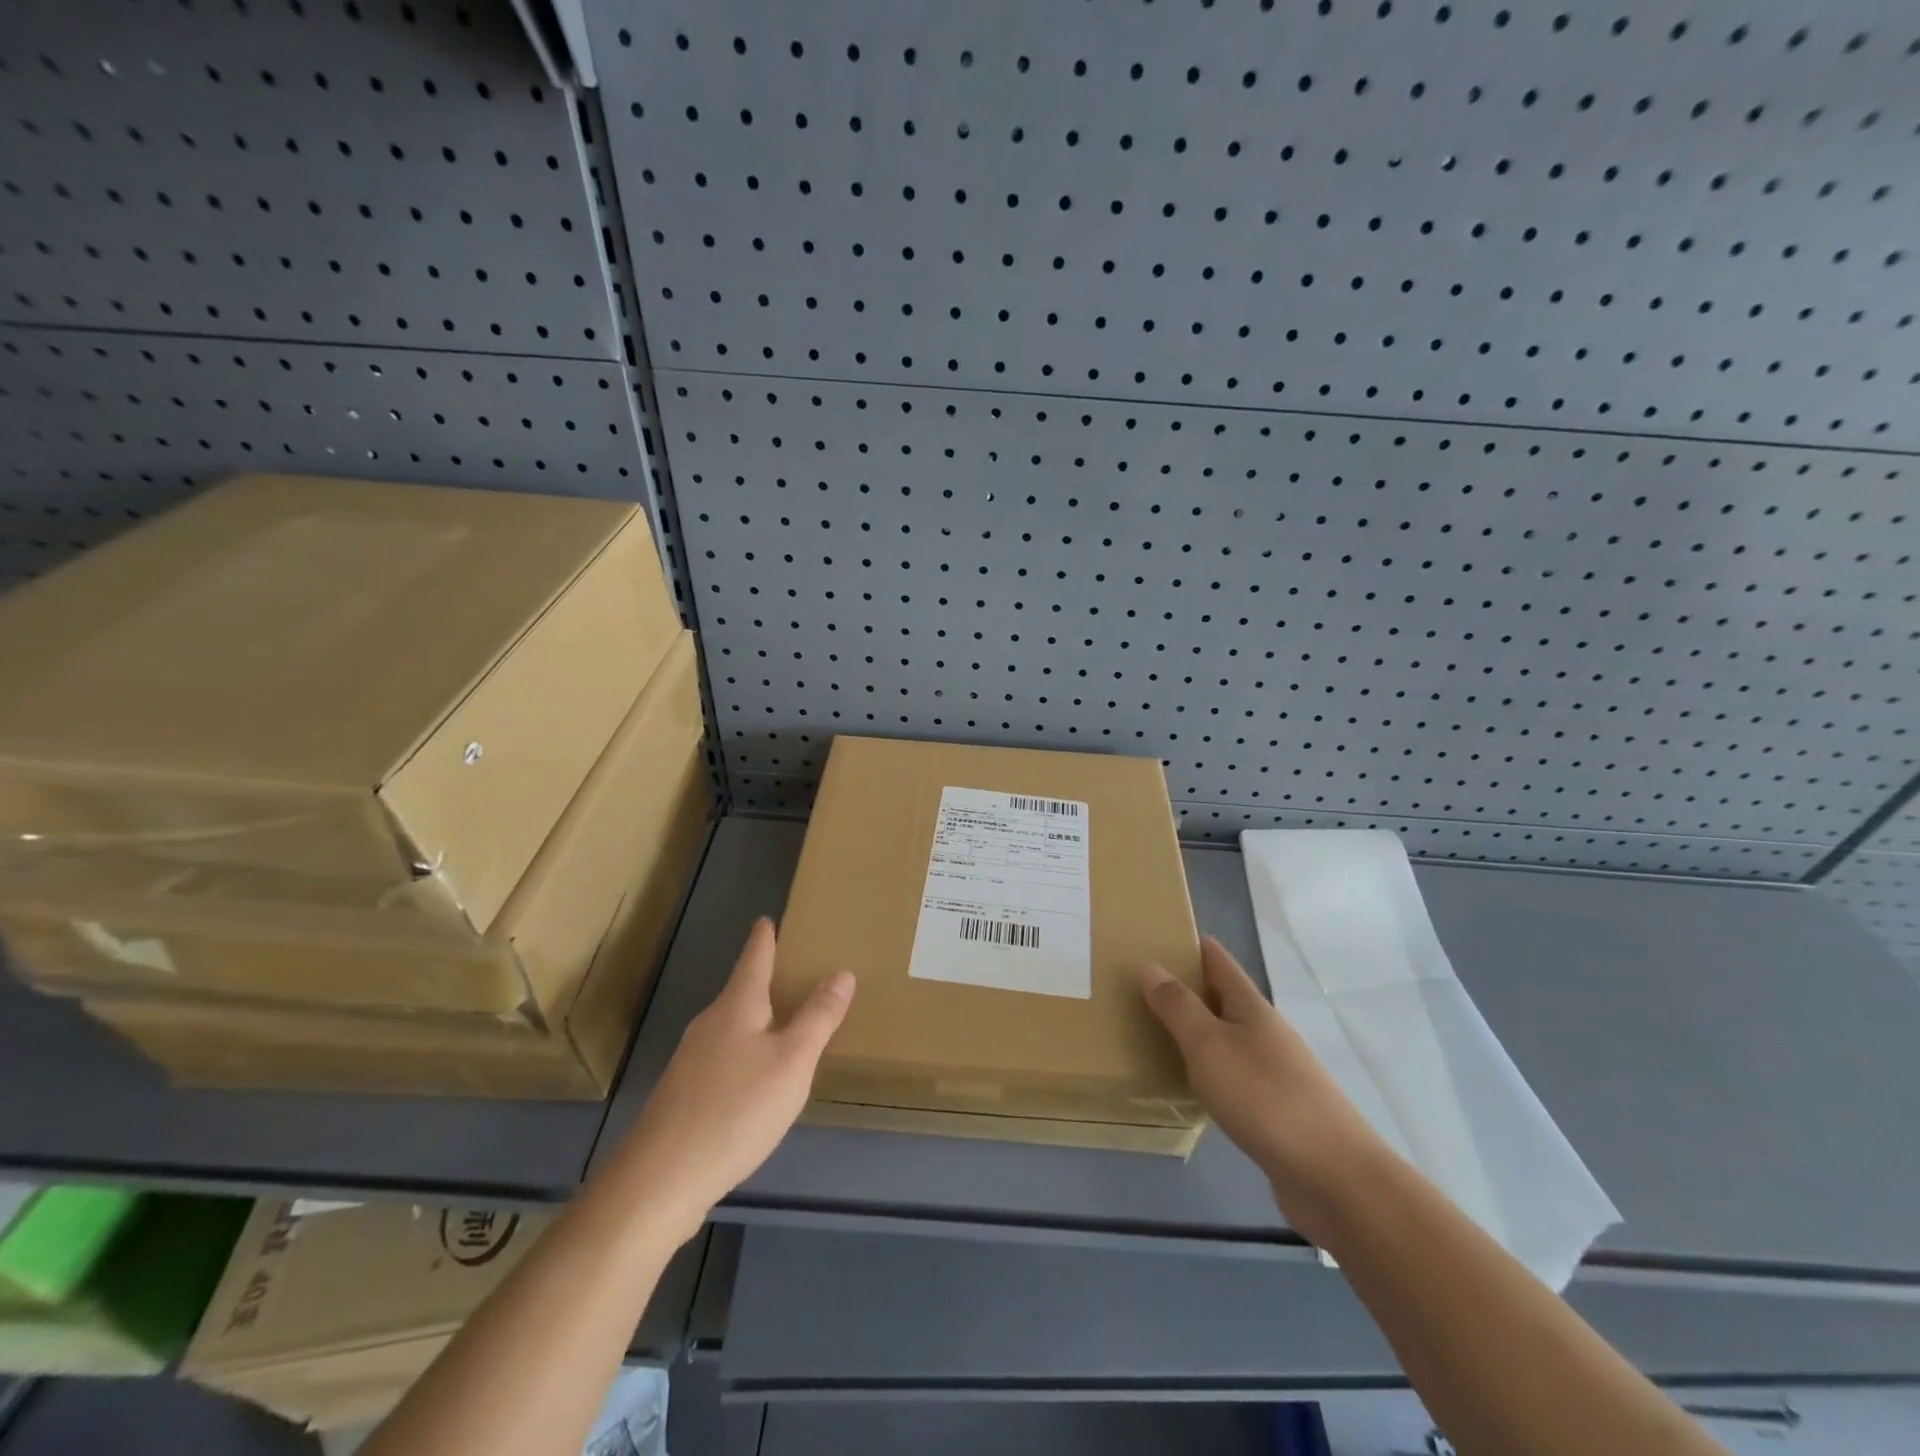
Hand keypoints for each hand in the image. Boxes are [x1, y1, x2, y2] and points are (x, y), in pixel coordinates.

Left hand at [617, 918, 853, 1242]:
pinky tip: (755, 1078)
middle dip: (763, 979)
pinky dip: (744, 1053)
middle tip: (792, 970)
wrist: (660, 1180)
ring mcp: (691, 1061)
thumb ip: (819, 1017)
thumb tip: (842, 973)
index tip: (767, 919)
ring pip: (731, 1026)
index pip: (754, 958)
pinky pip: (722, 1058)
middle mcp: (710, 1024)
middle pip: (740, 991)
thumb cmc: (736, 1108)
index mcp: (737, 1006)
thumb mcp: (792, 1061)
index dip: (764, 938)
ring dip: (756, 1018)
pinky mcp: (683, 1095)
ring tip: (782, 1021)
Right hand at [1139, 936, 1391, 1244]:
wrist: (1333, 1177)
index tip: (1156, 935)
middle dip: (1186, 987)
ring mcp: (1275, 1072)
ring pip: (1226, 1037)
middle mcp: (1265, 1032)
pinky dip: (1207, 1069)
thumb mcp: (1209, 1045)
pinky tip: (1189, 1085)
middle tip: (1138, 985)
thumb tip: (1150, 965)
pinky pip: (1232, 1075)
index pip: (1218, 960)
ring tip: (1153, 1031)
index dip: (1190, 944)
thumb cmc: (1265, 1097)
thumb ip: (1178, 1007)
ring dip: (1195, 1030)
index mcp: (1251, 1007)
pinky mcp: (1276, 1111)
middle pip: (1222, 997)